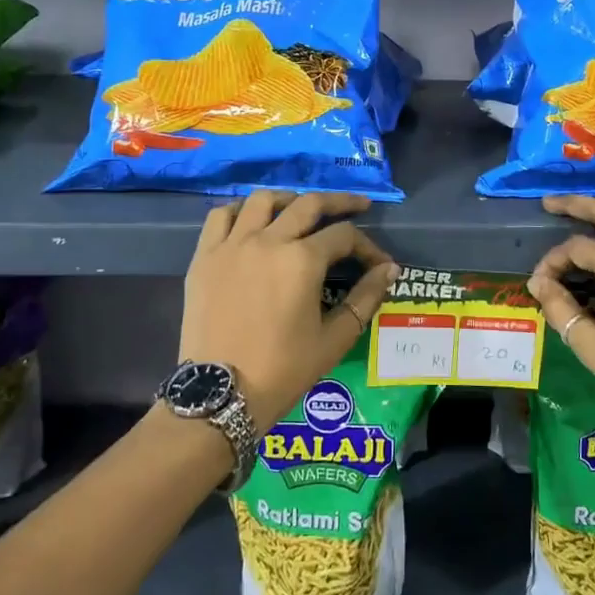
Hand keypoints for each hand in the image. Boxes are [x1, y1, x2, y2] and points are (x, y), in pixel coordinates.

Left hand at [180, 191, 399, 426]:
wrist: (220, 395)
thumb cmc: (283, 370)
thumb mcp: (334, 339)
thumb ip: (365, 299)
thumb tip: (389, 269)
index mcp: (302, 260)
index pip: (344, 236)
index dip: (368, 246)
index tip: (379, 263)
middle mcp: (268, 241)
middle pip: (308, 204)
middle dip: (339, 202)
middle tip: (357, 205)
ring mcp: (232, 245)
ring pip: (263, 200)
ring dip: (289, 199)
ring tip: (301, 209)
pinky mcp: (204, 256)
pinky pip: (221, 216)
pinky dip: (240, 211)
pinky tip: (252, 222)